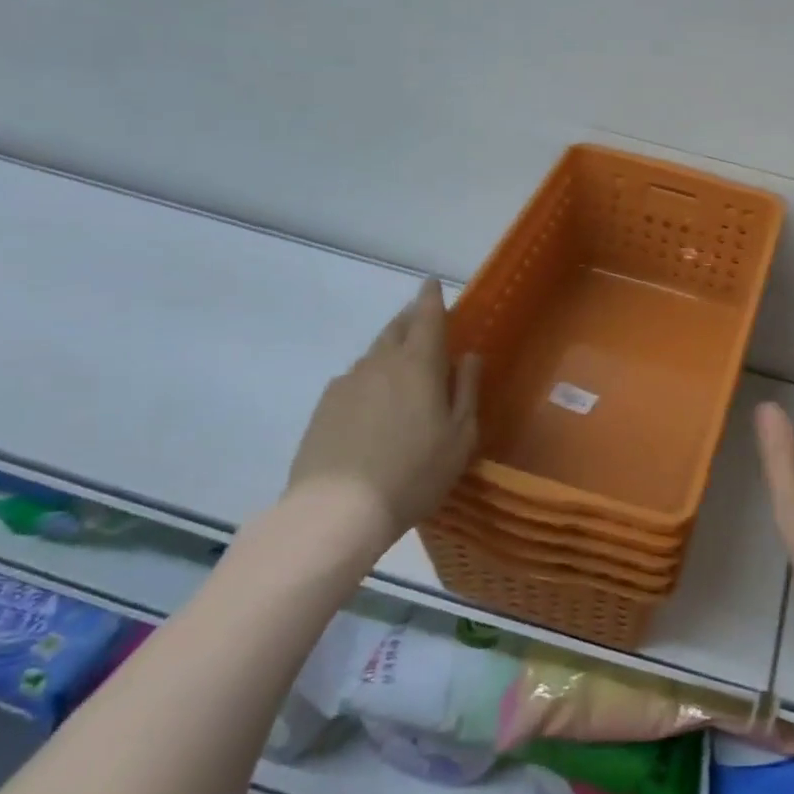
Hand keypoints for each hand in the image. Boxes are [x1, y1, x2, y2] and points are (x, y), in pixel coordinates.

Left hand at [285, 279, 479, 559]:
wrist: (338, 510)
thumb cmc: (414, 472)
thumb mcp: (460, 436)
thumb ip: (467, 390)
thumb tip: (469, 356)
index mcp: (419, 364)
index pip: (427, 315)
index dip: (431, 297)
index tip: (432, 283)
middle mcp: (380, 362)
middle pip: (396, 328)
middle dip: (411, 318)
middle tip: (423, 321)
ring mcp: (347, 383)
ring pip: (374, 355)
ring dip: (391, 351)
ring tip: (403, 371)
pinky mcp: (324, 407)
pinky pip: (354, 380)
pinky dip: (370, 380)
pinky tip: (374, 406)